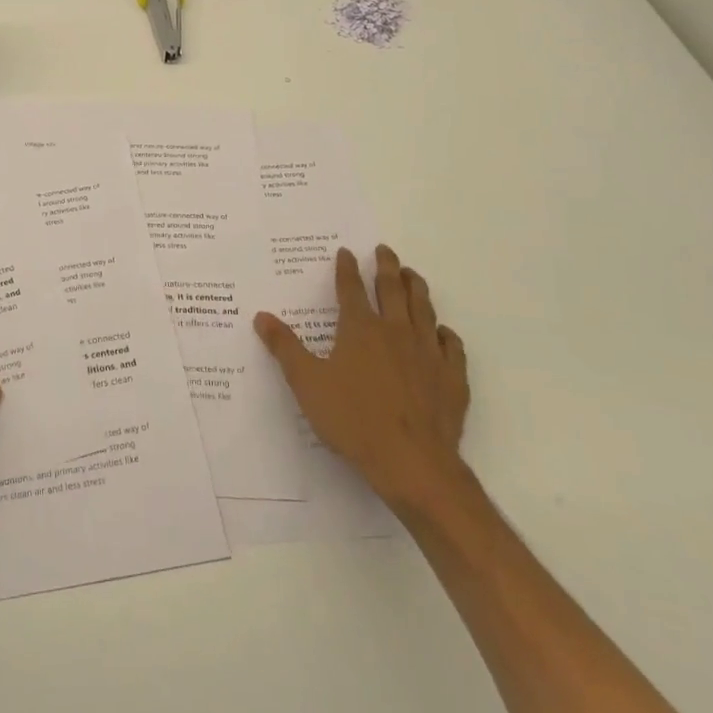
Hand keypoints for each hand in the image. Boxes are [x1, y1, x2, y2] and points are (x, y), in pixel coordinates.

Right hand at [255, 244, 470, 517]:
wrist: (412, 462)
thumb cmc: (353, 419)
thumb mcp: (307, 383)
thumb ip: (284, 347)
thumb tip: (261, 316)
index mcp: (360, 329)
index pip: (351, 288)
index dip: (347, 268)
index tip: (346, 251)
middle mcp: (395, 331)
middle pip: (392, 290)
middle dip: (387, 267)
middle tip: (385, 250)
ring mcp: (428, 353)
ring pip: (424, 310)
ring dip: (417, 288)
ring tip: (413, 275)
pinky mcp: (452, 378)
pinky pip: (452, 347)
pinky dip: (445, 334)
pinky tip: (443, 332)